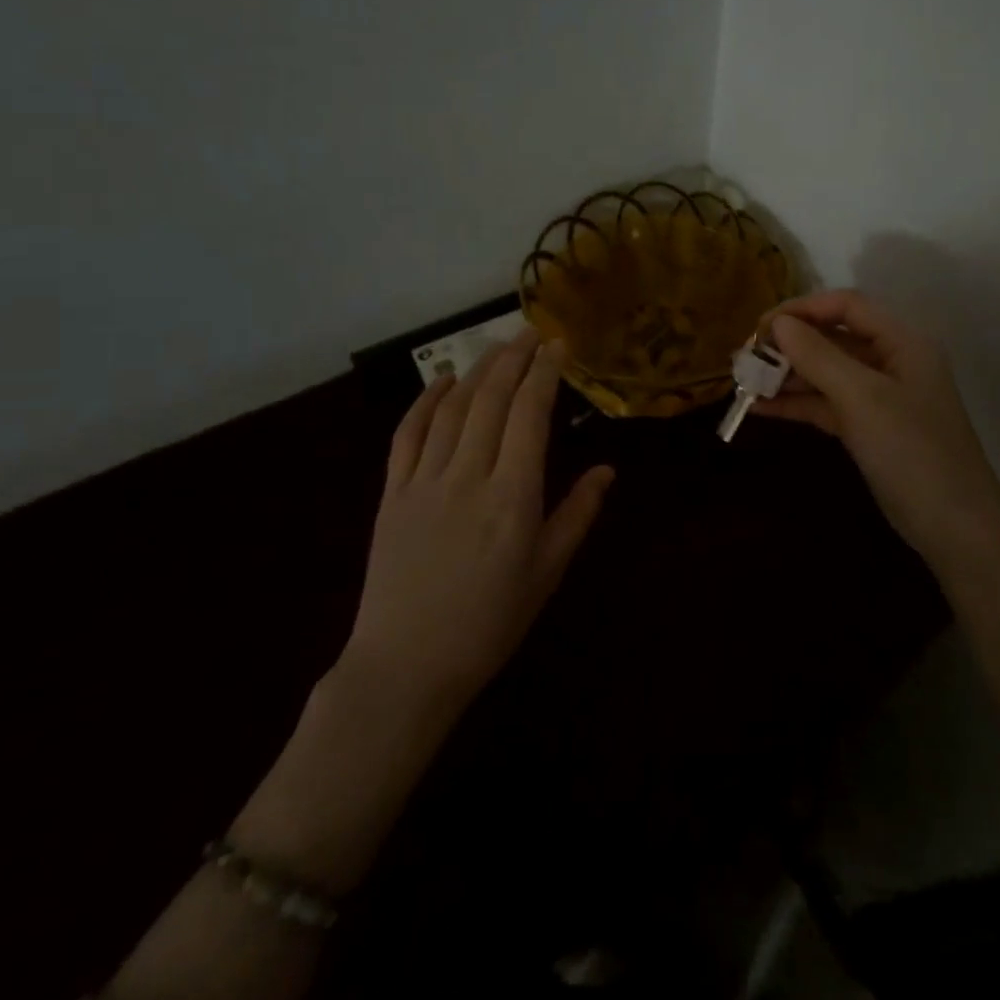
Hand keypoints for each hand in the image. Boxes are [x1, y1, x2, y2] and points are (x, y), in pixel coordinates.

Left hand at [341, 327, 613, 708]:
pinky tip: (442, 382)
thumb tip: (607, 470)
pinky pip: (407, 435)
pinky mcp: (392, 494)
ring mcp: (424, 482)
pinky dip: (426, 401)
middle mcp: (468, 476)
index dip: (545, 374)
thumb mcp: (546, 573)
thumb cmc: (489, 624)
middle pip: (491, 400)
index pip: (530, 415)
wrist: (406, 667)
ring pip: (452, 409)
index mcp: (513, 496)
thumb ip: (577, 515)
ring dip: (476, 371)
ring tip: (496, 347)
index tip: (557, 345)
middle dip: (513, 359)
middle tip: (530, 332)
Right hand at [757, 290, 999, 578]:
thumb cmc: (912, 450)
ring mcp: (880, 397)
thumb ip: (819, 356)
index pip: (847, 306)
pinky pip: (826, 404)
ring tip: (744, 381)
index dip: (803, 309)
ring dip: (788, 375)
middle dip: (790, 344)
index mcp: (902, 341)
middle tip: (746, 356)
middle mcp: (892, 361)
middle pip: (834, 337)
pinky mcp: (868, 428)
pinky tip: (760, 408)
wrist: (954, 526)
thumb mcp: (862, 398)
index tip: (761, 326)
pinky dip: (797, 404)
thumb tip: (778, 323)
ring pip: (826, 373)